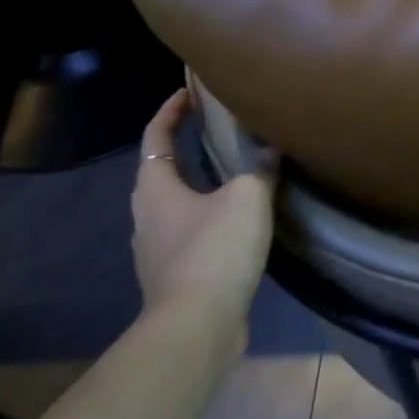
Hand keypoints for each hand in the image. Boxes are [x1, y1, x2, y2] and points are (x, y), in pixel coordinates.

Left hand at [131, 90, 274, 351]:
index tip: (191, 91)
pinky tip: (240, 220)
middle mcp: (147, 215)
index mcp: (155, 188)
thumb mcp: (247, 198)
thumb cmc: (215, 250)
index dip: (171, 110)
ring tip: (237, 171)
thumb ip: (260, 168)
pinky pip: (192, 231)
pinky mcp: (176, 275)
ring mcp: (158, 249)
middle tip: (220, 128)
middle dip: (187, 146)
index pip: (156, 136)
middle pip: (163, 170)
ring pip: (178, 203)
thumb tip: (271, 150)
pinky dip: (211, 215)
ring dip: (201, 183)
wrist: (198, 327)